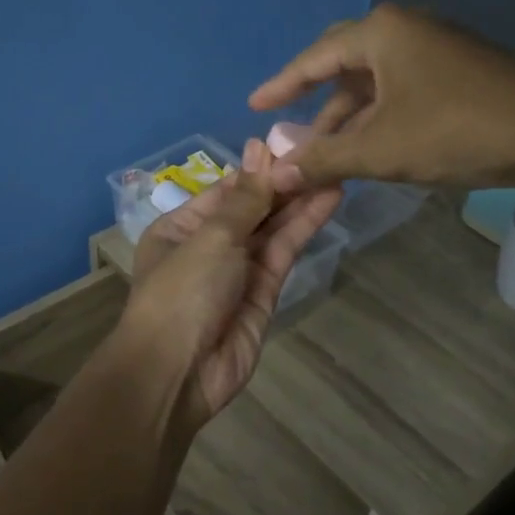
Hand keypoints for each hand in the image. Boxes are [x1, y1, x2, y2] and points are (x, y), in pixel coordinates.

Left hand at [123, 140, 341, 431]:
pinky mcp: (264, 293)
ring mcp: (238, 270)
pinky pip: (284, 253)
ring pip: (273, 229)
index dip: (259, 169)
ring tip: (336, 167)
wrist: (178, 372)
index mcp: (181, 227)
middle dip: (285, 183)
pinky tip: (328, 199)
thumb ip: (245, 199)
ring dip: (301, 201)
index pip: (226, 190)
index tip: (294, 142)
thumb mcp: (210, 238)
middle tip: (325, 151)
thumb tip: (259, 149)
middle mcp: (209, 245)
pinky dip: (304, 228)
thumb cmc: (181, 293)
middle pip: (252, 208)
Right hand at [249, 4, 514, 189]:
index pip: (314, 58)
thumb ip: (324, 158)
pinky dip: (378, 117)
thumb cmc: (454, 131)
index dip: (281, 85)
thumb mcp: (379, 149)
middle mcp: (406, 29)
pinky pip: (400, 89)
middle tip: (289, 127)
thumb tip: (276, 172)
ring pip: (375, 82)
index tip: (254, 105)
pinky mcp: (458, 71)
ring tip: (327, 154)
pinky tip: (371, 147)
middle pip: (343, 64)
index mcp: (381, 33)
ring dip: (349, 118)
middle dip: (315, 101)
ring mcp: (436, 48)